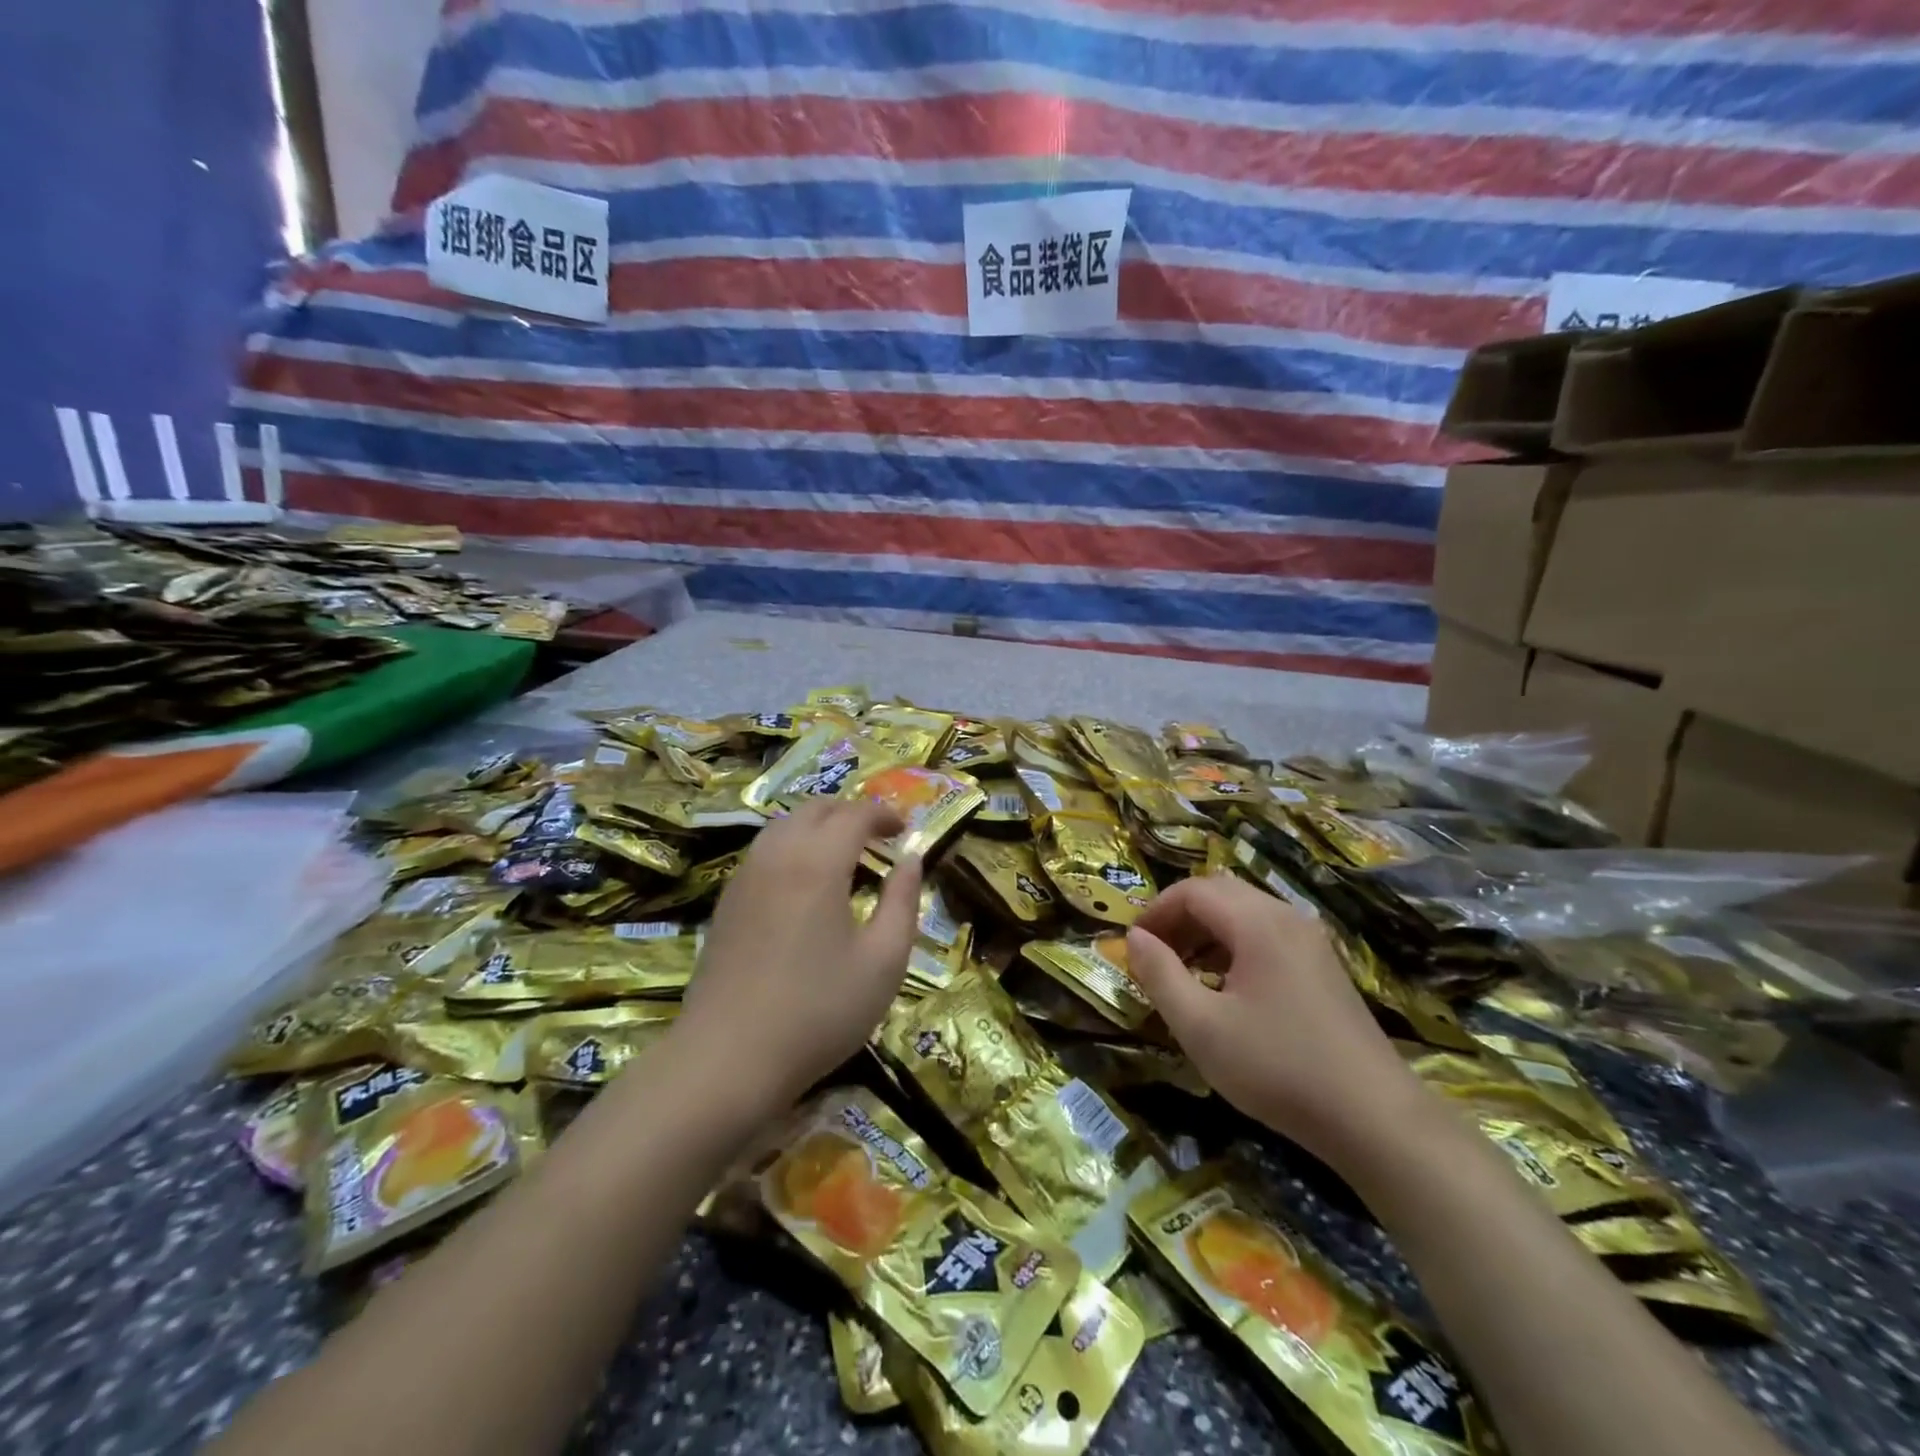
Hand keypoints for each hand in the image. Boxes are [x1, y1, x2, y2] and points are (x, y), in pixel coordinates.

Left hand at [673, 798, 922, 1116]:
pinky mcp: (726, 901)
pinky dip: (793, 846)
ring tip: (844, 854)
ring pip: (784, 825)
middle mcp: (777, 855)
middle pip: (815, 809)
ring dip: (818, 826)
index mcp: (818, 863)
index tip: (905, 829)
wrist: (727, 1059)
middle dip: (850, 812)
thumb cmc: (818, 1011)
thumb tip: (911, 860)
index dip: (884, 814)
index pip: (854, 815)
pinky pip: (764, 850)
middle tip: (878, 836)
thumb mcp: (883, 962)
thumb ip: (903, 902)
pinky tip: (805, 882)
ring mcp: (745, 876)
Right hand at [1126, 875, 1424, 1166]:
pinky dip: (1234, 947)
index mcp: (1258, 923)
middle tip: (1154, 955)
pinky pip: (1267, 935)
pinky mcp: (1324, 968)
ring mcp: (1311, 942)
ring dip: (1206, 932)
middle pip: (1220, 893)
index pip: (1193, 890)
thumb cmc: (1277, 1068)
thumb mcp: (1201, 1026)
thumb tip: (1134, 938)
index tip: (1133, 944)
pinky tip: (1226, 989)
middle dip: (1179, 917)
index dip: (1156, 910)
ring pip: (1245, 913)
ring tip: (1183, 972)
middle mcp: (1287, 918)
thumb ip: (1160, 975)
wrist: (1374, 1118)